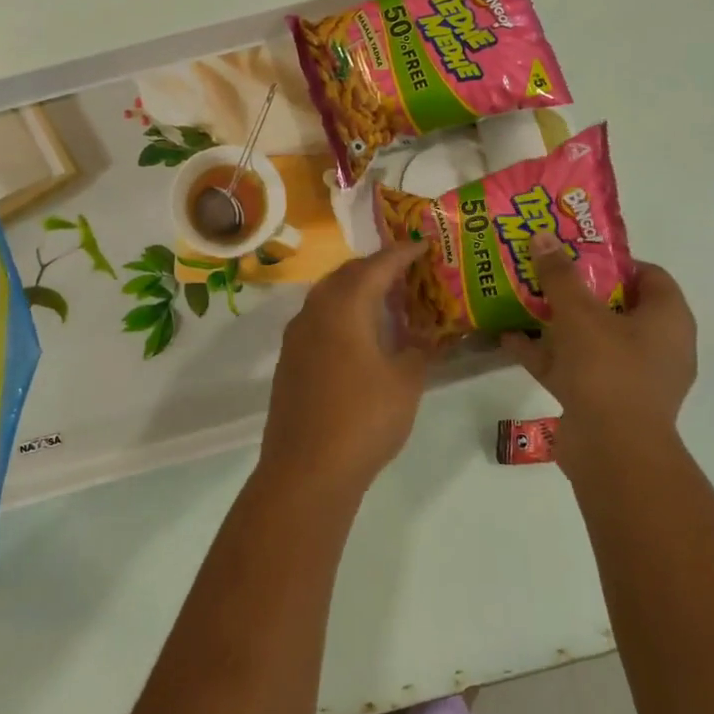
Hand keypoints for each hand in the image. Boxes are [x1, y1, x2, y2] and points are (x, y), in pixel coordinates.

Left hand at [258, 243, 429, 501]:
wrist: (306, 470)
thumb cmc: (364, 419)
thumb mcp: (406, 383)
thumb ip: (418, 350)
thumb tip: (424, 336)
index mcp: (344, 306)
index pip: (376, 266)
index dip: (401, 254)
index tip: (422, 244)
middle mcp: (315, 311)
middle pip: (346, 275)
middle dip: (376, 268)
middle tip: (406, 272)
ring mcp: (296, 337)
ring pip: (328, 297)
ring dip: (356, 291)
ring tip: (386, 301)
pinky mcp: (289, 361)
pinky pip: (318, 320)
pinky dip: (342, 315)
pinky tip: (359, 336)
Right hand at [499, 230, 696, 478]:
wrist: (612, 451)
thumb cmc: (607, 369)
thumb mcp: (579, 314)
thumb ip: (560, 275)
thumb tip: (543, 237)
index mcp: (667, 319)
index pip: (649, 275)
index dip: (613, 260)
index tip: (575, 252)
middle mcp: (657, 346)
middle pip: (615, 306)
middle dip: (577, 290)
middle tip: (543, 272)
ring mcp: (631, 377)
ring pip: (591, 338)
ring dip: (557, 323)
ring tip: (521, 300)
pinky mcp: (605, 402)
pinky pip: (575, 368)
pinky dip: (547, 354)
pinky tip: (509, 340)